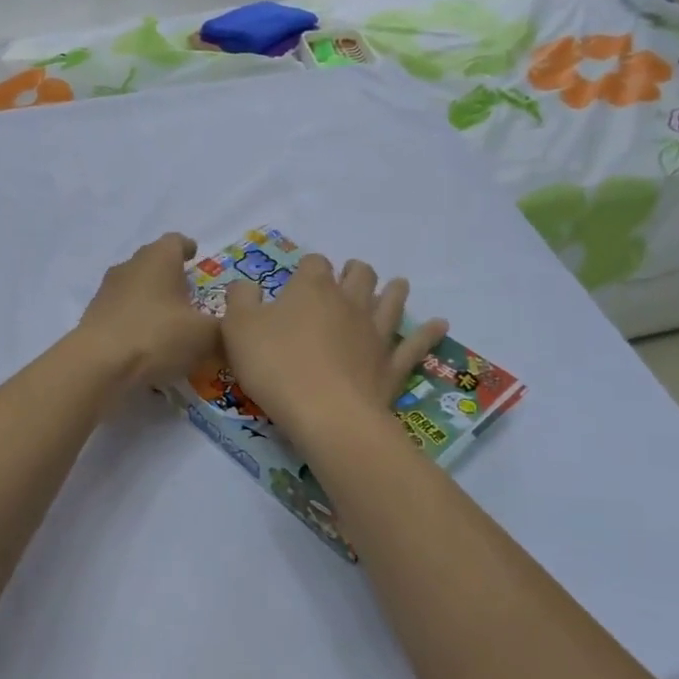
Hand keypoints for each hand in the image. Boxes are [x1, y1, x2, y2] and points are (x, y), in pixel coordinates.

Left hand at [78, 233, 219, 390]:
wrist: (98, 365)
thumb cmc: (157, 336)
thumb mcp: (206, 336)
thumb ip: (226, 328)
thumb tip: (237, 328)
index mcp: (159, 258)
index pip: (176, 241)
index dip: (188, 248)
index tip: (196, 257)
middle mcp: (130, 266)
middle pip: (153, 262)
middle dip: (171, 276)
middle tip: (190, 294)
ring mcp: (107, 291)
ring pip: (136, 288)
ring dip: (152, 300)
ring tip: (170, 322)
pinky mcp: (93, 317)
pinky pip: (122, 313)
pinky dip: (136, 322)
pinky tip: (147, 344)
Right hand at [222, 254, 447, 440]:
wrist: (326, 414)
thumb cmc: (276, 367)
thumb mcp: (238, 329)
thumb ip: (241, 299)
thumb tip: (246, 285)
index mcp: (312, 289)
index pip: (314, 264)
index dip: (307, 268)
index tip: (298, 280)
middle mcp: (349, 303)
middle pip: (359, 275)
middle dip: (355, 272)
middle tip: (350, 275)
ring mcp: (375, 333)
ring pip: (391, 302)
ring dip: (393, 291)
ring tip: (396, 285)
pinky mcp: (392, 365)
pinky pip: (416, 344)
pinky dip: (428, 333)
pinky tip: (440, 325)